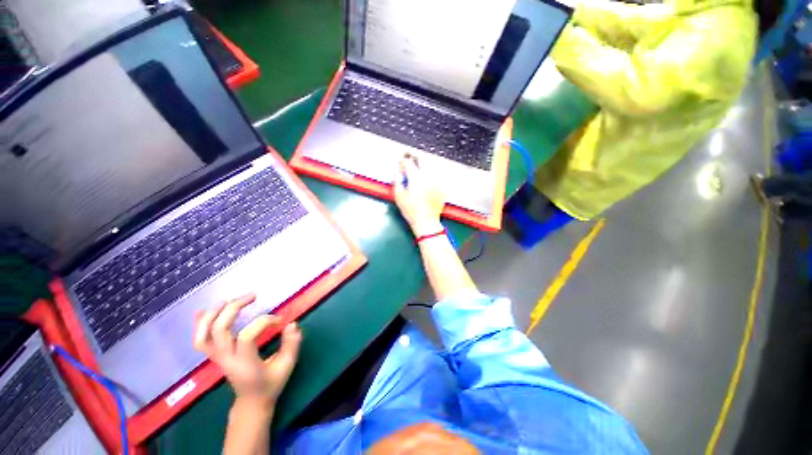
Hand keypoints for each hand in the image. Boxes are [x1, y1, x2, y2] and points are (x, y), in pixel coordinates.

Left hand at [193, 293, 301, 408]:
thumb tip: (292, 324)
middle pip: (219, 330)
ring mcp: (218, 358)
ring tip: (229, 300)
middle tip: (252, 296)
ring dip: (214, 313)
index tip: (279, 320)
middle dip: (234, 308)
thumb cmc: (270, 385)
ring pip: (204, 334)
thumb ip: (291, 344)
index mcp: (244, 363)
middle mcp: (227, 359)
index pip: (246, 336)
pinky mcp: (216, 356)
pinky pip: (200, 340)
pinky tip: (203, 311)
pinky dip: (200, 324)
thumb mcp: (286, 366)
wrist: (252, 403)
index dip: (264, 321)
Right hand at [393, 156, 445, 236]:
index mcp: (416, 177)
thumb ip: (397, 180)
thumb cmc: (412, 211)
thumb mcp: (398, 196)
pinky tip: (426, 179)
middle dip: (414, 158)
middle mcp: (428, 176)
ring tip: (417, 171)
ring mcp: (436, 180)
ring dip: (423, 164)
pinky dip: (430, 173)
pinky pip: (436, 174)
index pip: (408, 162)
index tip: (400, 164)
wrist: (426, 221)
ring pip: (430, 164)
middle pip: (421, 159)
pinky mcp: (441, 186)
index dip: (402, 161)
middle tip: (409, 163)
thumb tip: (398, 171)